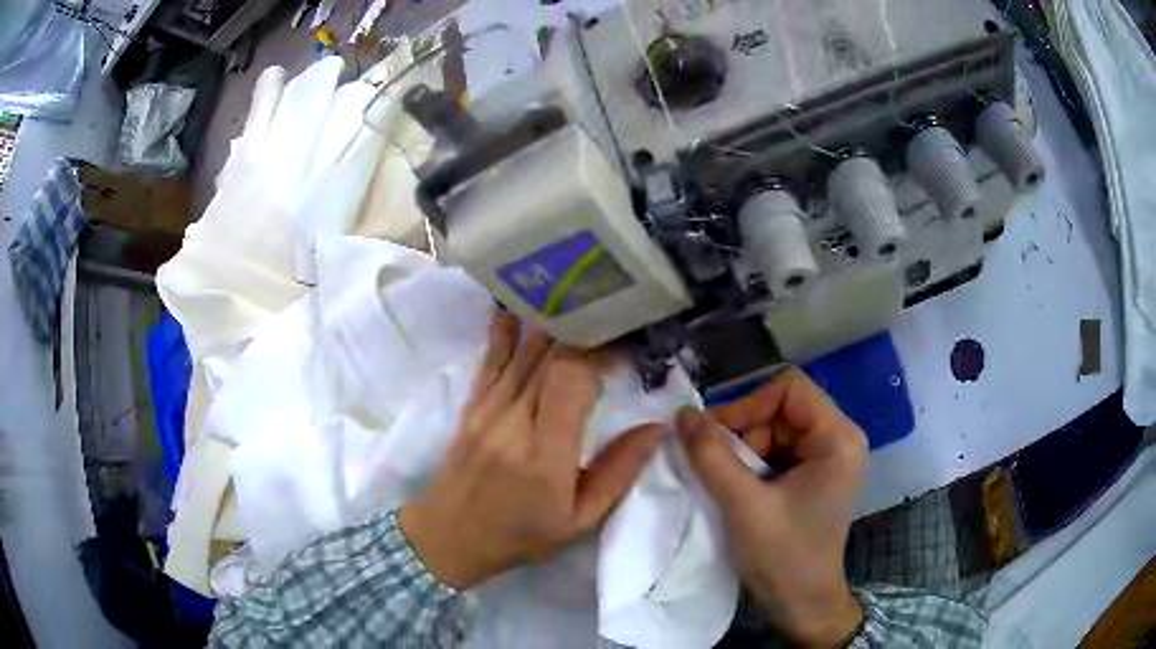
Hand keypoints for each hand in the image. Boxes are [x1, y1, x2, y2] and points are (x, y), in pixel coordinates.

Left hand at [398, 314, 661, 589]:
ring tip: (578, 300)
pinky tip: (516, 304)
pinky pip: (490, 360)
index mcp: (546, 453)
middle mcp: (513, 421)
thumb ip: (618, 473)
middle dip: (584, 333)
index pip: (572, 379)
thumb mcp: (580, 520)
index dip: (600, 355)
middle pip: (550, 357)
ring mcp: (487, 409)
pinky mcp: (471, 406)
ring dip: (551, 324)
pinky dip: (504, 331)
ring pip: (523, 352)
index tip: (624, 350)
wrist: (450, 536)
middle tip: (611, 318)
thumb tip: (655, 428)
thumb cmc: (521, 534)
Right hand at [677, 370, 867, 646]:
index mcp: (838, 438)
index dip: (749, 404)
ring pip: (772, 431)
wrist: (802, 605)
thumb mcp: (744, 506)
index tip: (716, 437)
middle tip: (716, 469)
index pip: (789, 389)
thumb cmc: (784, 557)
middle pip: (779, 410)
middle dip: (744, 435)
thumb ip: (711, 456)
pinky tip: (737, 492)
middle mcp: (837, 440)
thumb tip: (681, 413)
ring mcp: (825, 459)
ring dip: (742, 454)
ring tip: (727, 486)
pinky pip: (774, 453)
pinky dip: (749, 467)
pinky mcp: (811, 477)